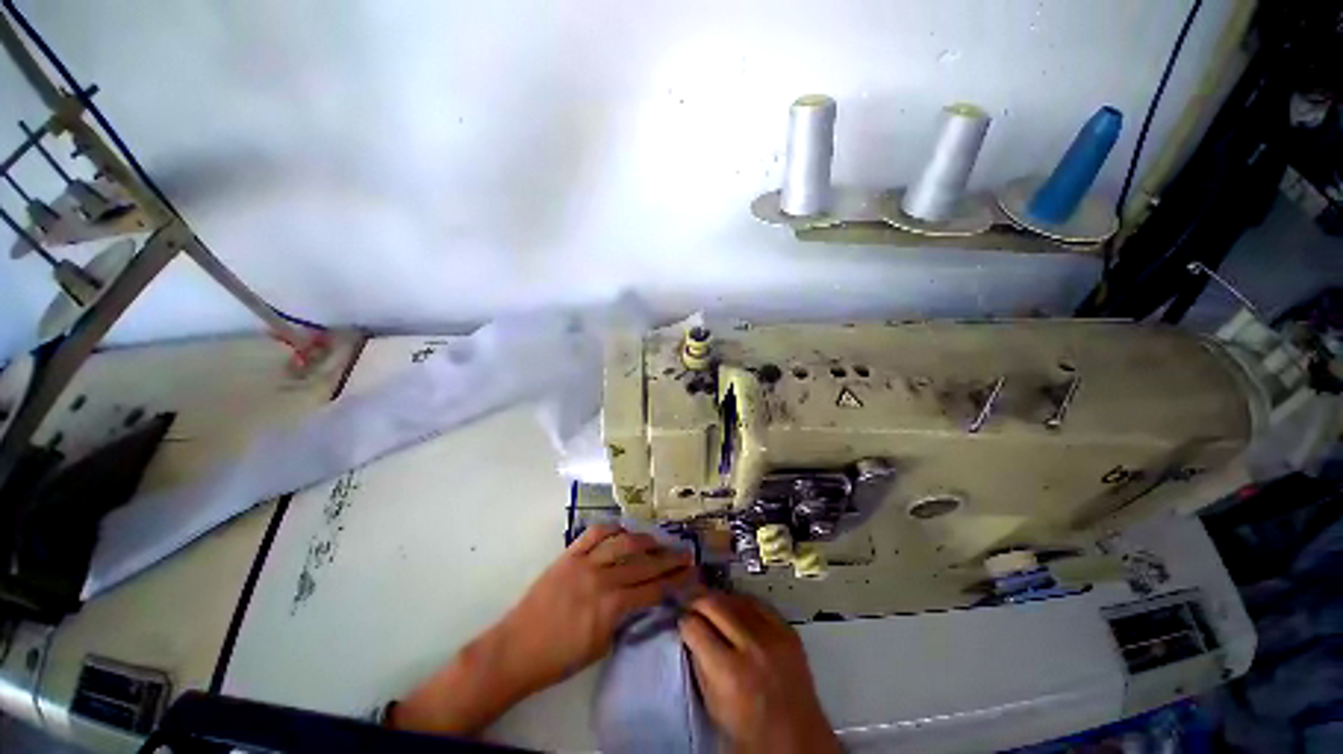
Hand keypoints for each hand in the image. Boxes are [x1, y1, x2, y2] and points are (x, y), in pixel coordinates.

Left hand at [392, 524, 695, 734]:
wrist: (516, 648)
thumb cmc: (558, 658)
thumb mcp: (599, 647)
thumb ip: (623, 619)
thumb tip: (641, 600)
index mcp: (610, 608)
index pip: (652, 589)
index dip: (674, 580)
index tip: (690, 573)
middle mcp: (601, 579)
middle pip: (643, 563)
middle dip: (668, 558)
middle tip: (686, 552)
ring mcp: (584, 562)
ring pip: (622, 542)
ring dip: (644, 539)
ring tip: (659, 540)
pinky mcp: (568, 554)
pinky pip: (594, 533)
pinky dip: (611, 528)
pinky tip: (623, 529)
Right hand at [679, 592, 838, 753]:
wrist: (798, 741)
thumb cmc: (750, 733)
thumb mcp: (713, 705)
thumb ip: (700, 665)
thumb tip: (690, 635)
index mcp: (730, 673)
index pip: (695, 627)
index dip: (683, 622)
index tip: (680, 621)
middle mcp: (752, 648)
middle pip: (714, 604)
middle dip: (696, 601)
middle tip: (688, 604)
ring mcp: (774, 636)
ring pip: (735, 598)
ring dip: (718, 598)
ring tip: (709, 603)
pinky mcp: (788, 631)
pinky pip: (758, 603)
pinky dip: (742, 602)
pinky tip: (734, 607)